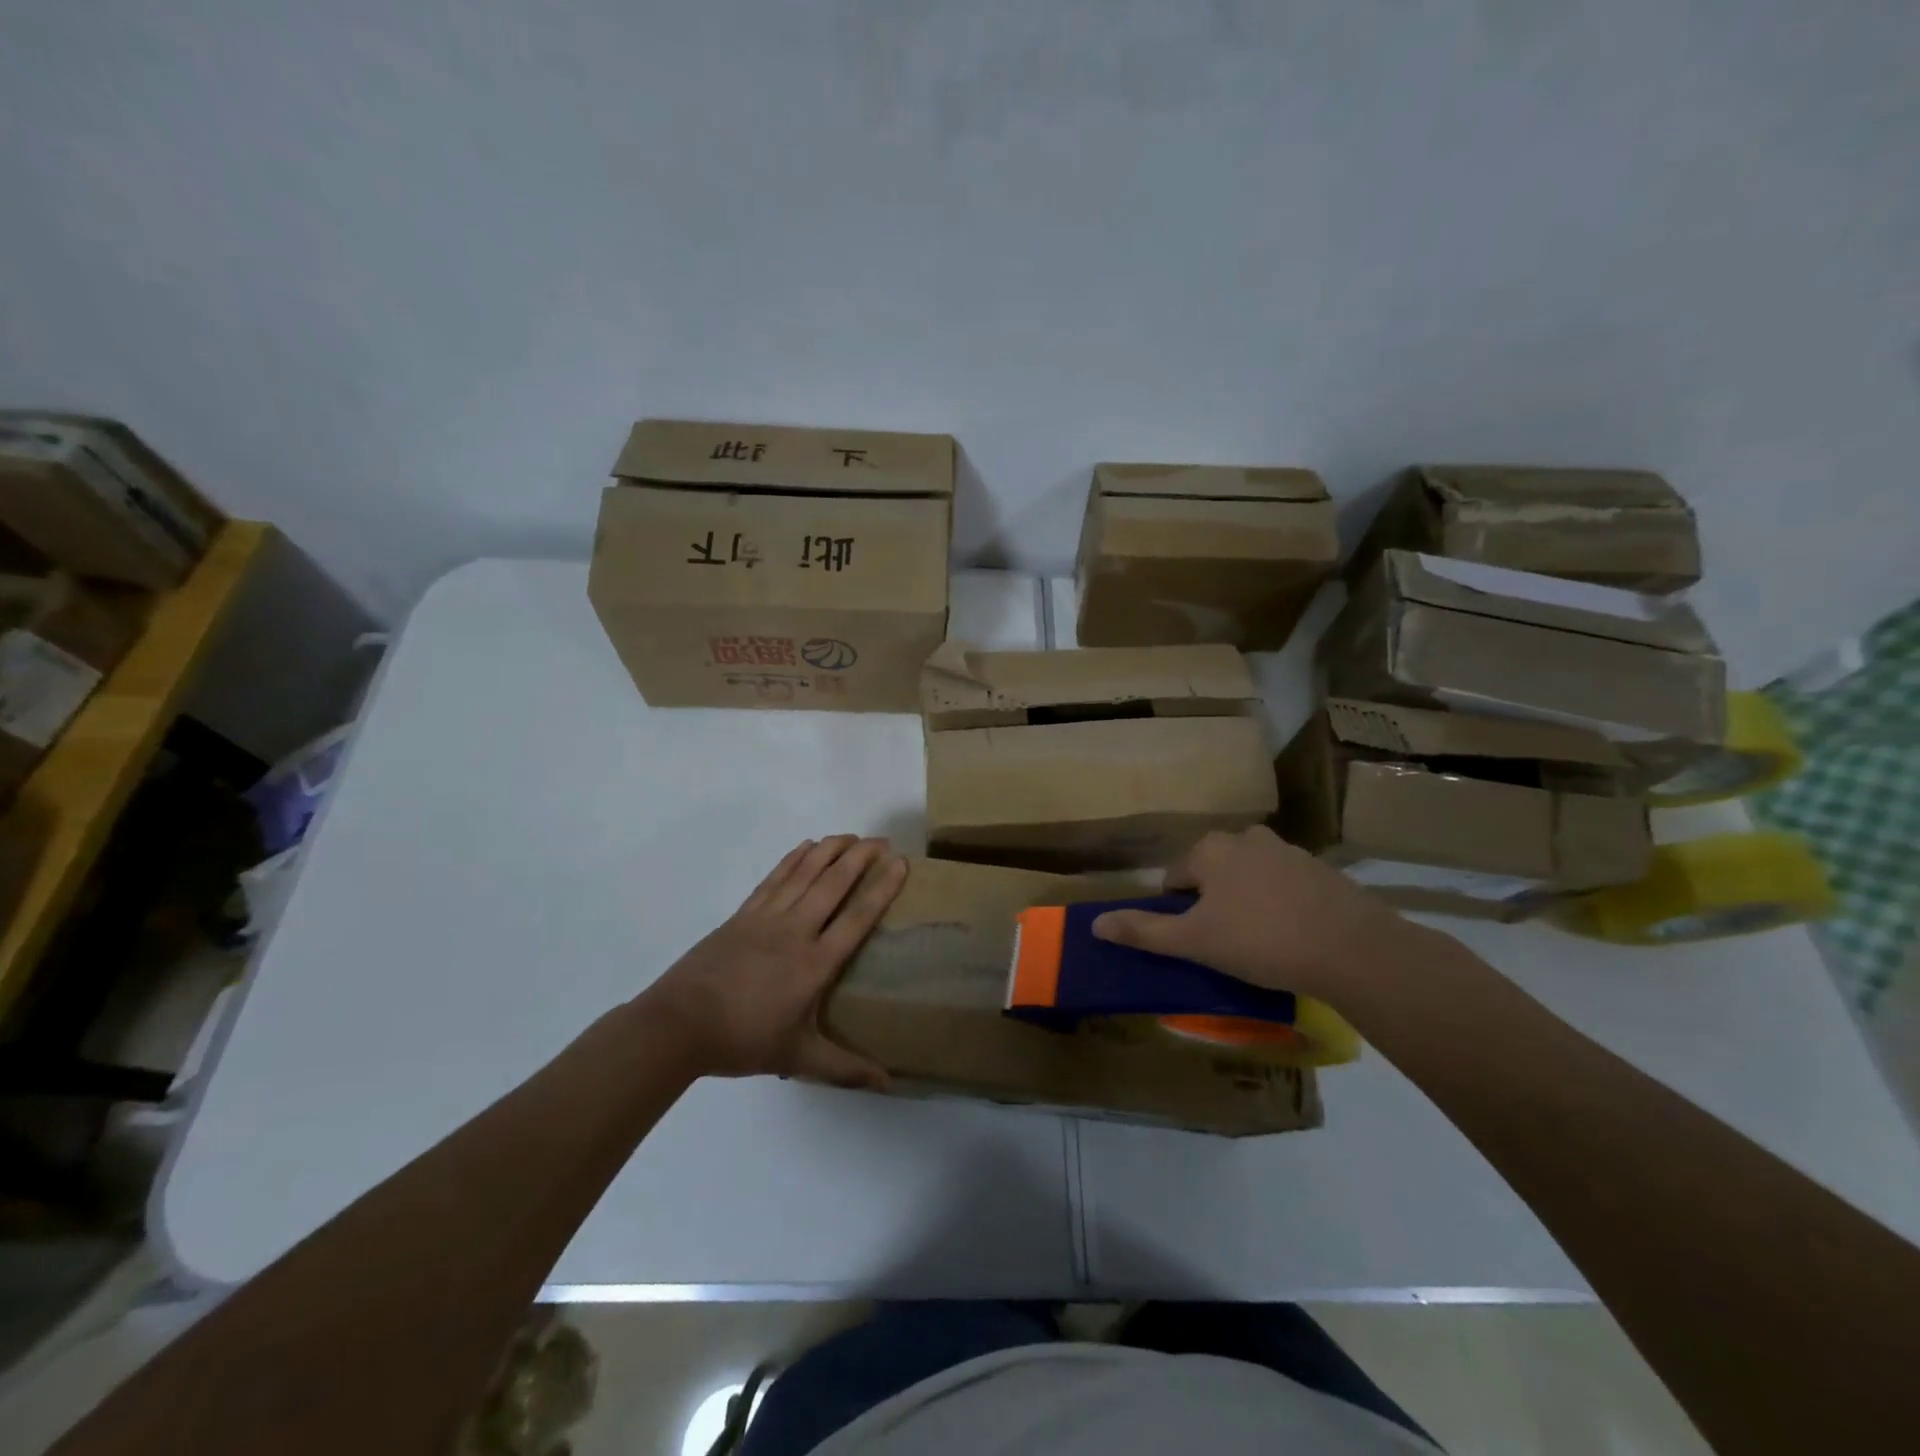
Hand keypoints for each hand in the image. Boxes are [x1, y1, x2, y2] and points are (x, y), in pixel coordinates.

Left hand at [641, 836, 907, 1087]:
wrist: (678, 1024)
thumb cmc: (742, 1039)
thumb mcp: (798, 1057)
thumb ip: (844, 1068)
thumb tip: (889, 1084)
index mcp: (814, 963)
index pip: (857, 917)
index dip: (881, 888)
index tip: (900, 863)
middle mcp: (795, 930)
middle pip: (834, 883)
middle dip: (861, 857)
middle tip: (883, 840)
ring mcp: (767, 917)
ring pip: (805, 872)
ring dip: (831, 849)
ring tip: (852, 836)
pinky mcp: (744, 913)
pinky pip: (775, 877)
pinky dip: (794, 858)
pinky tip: (807, 846)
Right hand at [1090, 826, 1415, 1002]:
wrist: (1353, 949)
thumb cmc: (1261, 940)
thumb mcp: (1195, 941)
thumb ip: (1144, 931)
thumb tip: (1095, 924)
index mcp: (1210, 849)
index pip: (1175, 878)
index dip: (1179, 912)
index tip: (1196, 941)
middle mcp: (1246, 837)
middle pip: (1212, 873)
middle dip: (1213, 903)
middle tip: (1226, 943)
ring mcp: (1287, 850)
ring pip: (1248, 878)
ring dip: (1246, 902)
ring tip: (1261, 943)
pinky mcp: (1321, 869)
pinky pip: (1284, 885)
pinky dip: (1280, 905)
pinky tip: (1293, 936)